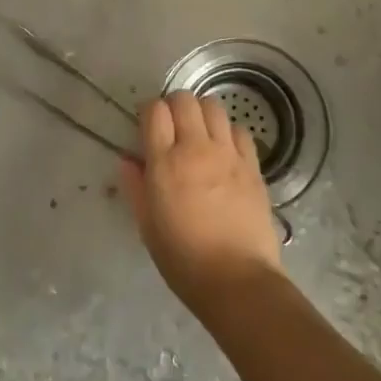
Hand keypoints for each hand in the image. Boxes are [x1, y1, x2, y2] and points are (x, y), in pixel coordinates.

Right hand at [121, 91, 286, 320]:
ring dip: (201, 114)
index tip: (148, 126)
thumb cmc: (183, 259)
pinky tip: (225, 150)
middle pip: (184, 100)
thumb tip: (127, 160)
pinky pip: (239, 130)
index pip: (155, 110)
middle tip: (172, 127)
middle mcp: (196, 148)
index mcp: (165, 163)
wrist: (237, 281)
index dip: (149, 112)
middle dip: (174, 105)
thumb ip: (135, 187)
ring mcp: (228, 154)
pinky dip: (228, 132)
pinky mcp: (253, 166)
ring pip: (214, 107)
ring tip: (199, 134)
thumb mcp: (147, 226)